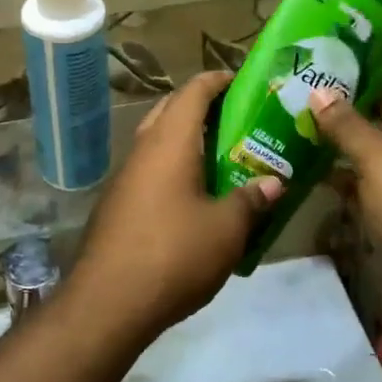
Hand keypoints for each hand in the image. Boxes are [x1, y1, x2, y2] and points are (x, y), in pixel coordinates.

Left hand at [70, 73, 281, 344]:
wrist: (109, 301)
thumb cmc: (174, 254)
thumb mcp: (226, 229)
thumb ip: (251, 200)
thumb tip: (273, 182)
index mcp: (169, 142)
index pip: (193, 91)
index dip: (218, 79)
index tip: (243, 80)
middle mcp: (143, 149)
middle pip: (171, 110)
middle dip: (202, 106)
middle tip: (237, 118)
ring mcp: (126, 176)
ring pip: (158, 140)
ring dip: (187, 139)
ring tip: (223, 155)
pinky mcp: (118, 203)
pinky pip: (151, 169)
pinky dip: (174, 167)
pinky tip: (196, 195)